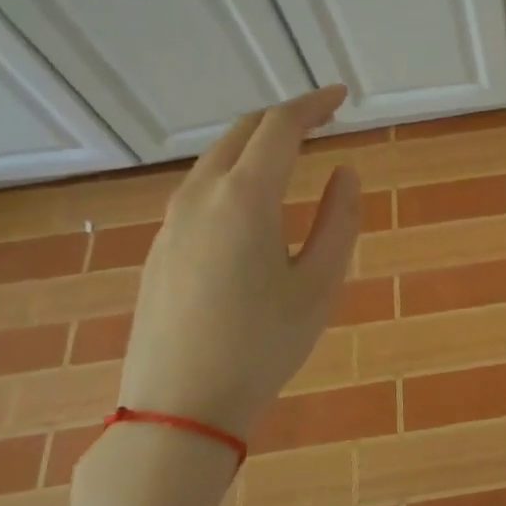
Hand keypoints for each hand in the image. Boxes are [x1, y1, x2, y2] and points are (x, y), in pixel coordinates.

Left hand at [118, 86, 361, 441]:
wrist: (178, 409)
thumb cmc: (262, 345)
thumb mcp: (320, 284)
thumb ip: (339, 219)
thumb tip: (345, 172)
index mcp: (245, 197)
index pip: (280, 127)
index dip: (313, 105)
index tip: (340, 97)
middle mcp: (200, 195)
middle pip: (242, 132)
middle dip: (284, 117)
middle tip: (322, 121)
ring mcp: (172, 221)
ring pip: (216, 158)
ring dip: (255, 143)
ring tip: (291, 153)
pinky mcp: (160, 246)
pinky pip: (200, 187)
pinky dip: (233, 172)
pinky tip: (252, 200)